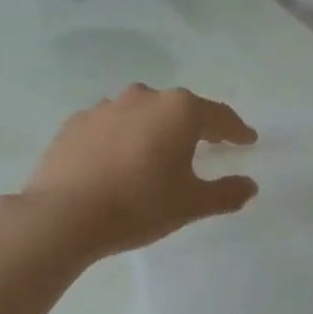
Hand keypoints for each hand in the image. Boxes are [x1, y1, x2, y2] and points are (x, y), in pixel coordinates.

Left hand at [23, 85, 258, 257]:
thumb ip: (225, 193)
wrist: (63, 215)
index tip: (248, 140)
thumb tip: (249, 186)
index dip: (237, 130)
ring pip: (142, 114)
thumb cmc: (138, 205)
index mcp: (179, 111)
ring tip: (158, 153)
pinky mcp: (76, 122)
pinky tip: (119, 160)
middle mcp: (144, 97)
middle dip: (196, 126)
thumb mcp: (190, 204)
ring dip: (155, 129)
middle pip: (180, 109)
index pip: (219, 116)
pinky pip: (111, 126)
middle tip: (208, 144)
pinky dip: (122, 137)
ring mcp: (106, 107)